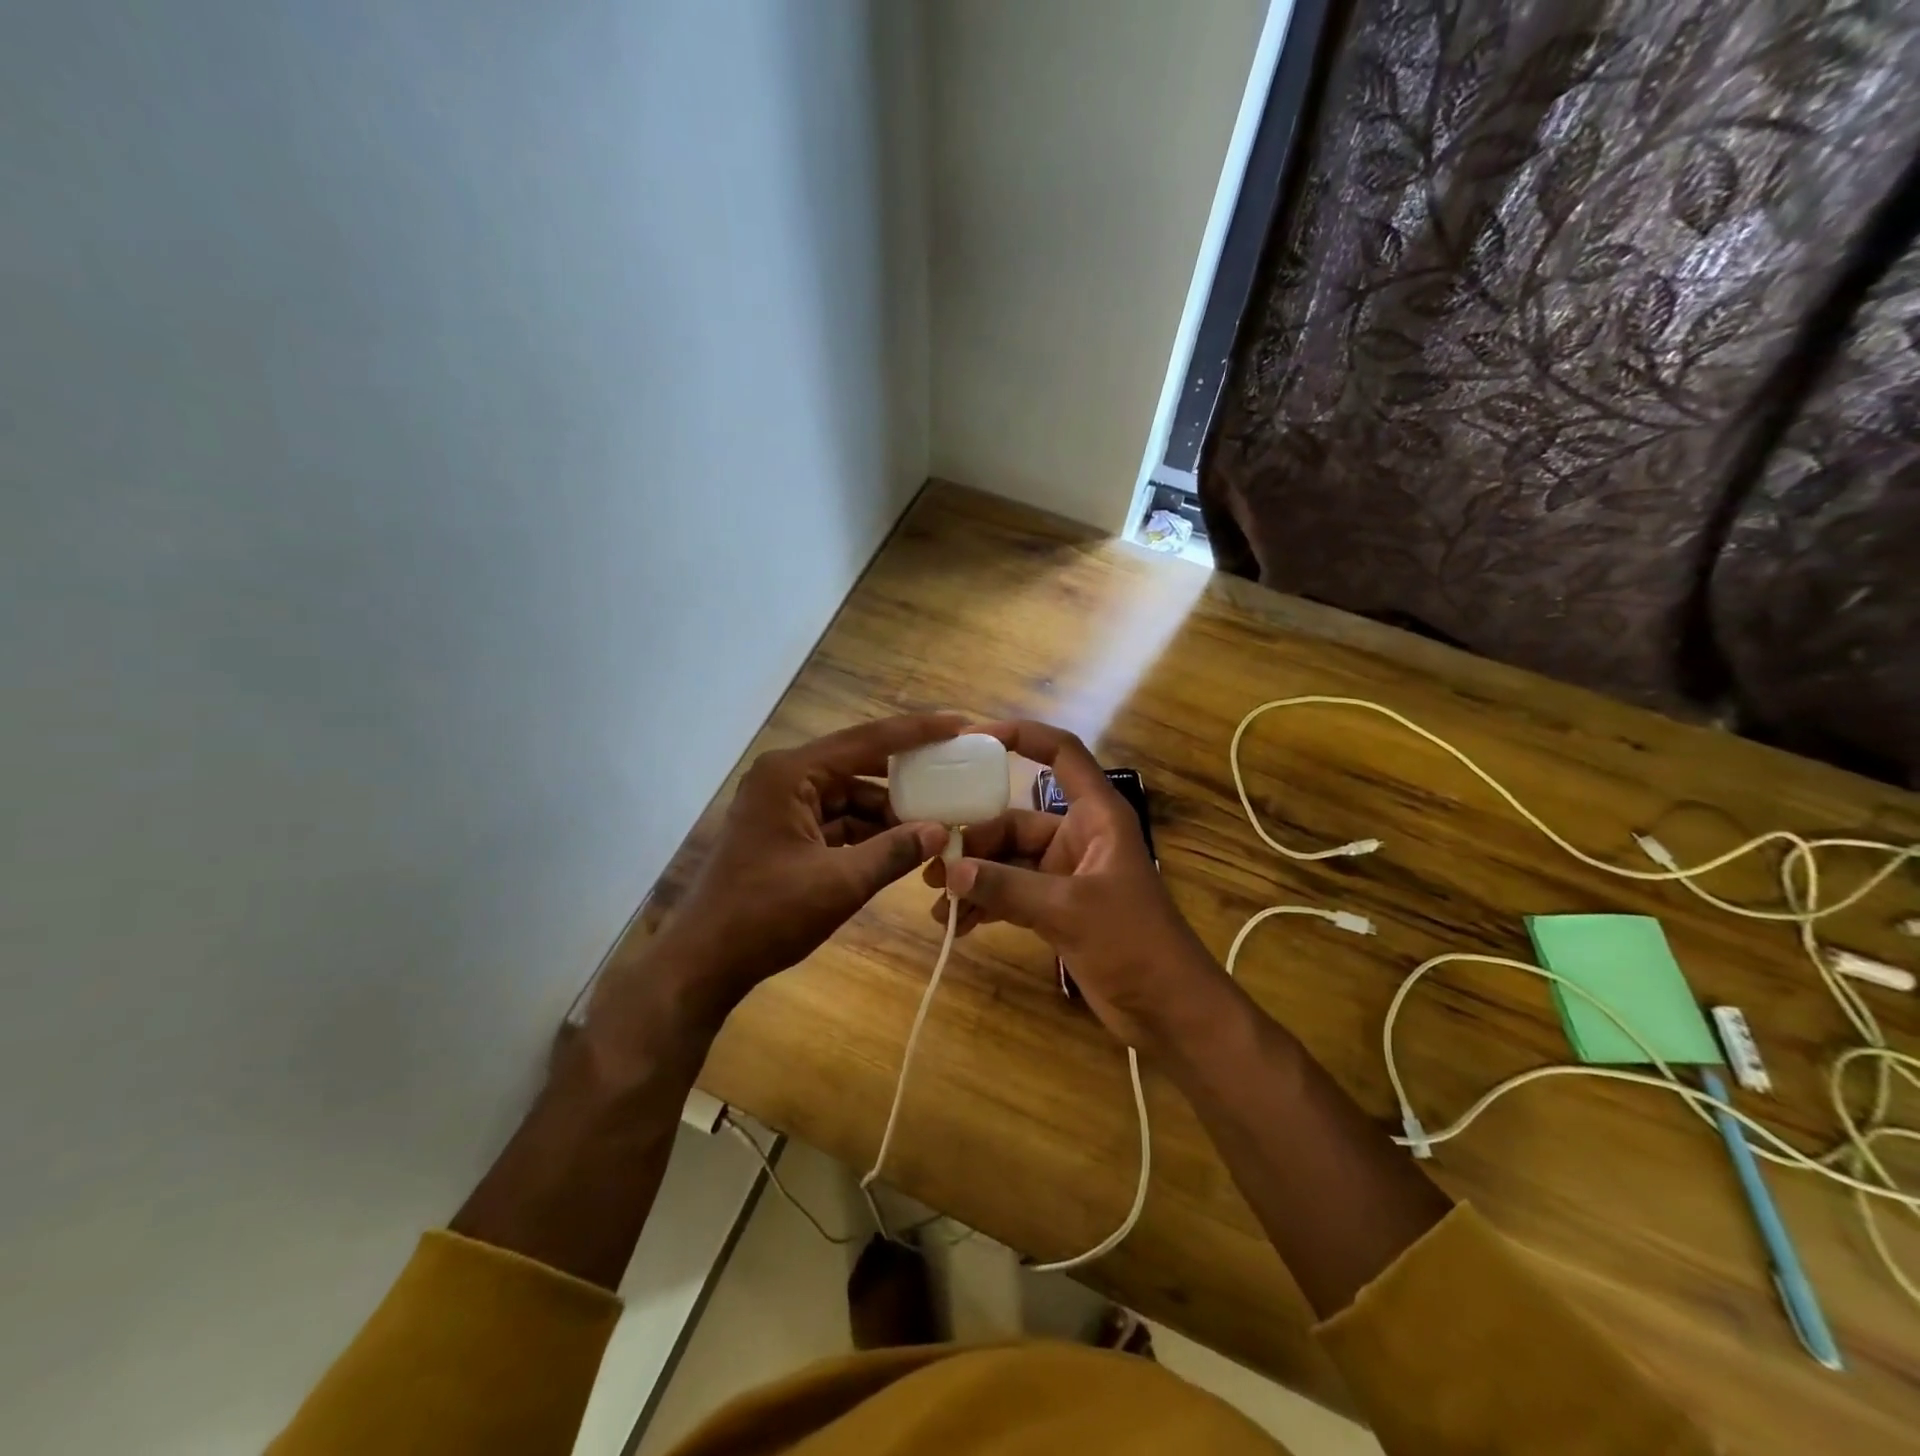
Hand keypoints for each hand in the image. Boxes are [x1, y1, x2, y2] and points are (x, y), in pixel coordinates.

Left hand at [638, 712, 959, 1013]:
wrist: (704, 962)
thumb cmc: (767, 915)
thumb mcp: (840, 883)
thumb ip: (894, 852)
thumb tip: (941, 831)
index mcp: (791, 774)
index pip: (866, 741)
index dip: (916, 732)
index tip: (958, 723)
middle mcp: (785, 778)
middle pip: (858, 764)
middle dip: (905, 775)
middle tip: (953, 770)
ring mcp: (783, 805)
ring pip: (849, 796)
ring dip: (888, 811)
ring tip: (936, 819)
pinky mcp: (785, 831)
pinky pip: (836, 820)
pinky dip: (867, 831)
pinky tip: (902, 843)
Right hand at [922, 720, 1228, 1053]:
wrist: (1170, 1011)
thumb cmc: (1134, 944)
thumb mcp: (1068, 910)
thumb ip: (1007, 888)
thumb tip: (949, 872)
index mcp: (1096, 816)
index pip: (1061, 754)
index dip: (1021, 736)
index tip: (972, 740)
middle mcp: (1079, 836)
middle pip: (1016, 819)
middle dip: (974, 841)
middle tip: (932, 865)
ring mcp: (1066, 873)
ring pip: (1009, 860)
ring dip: (974, 877)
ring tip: (936, 901)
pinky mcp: (1058, 907)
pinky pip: (1012, 893)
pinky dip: (986, 904)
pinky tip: (957, 925)